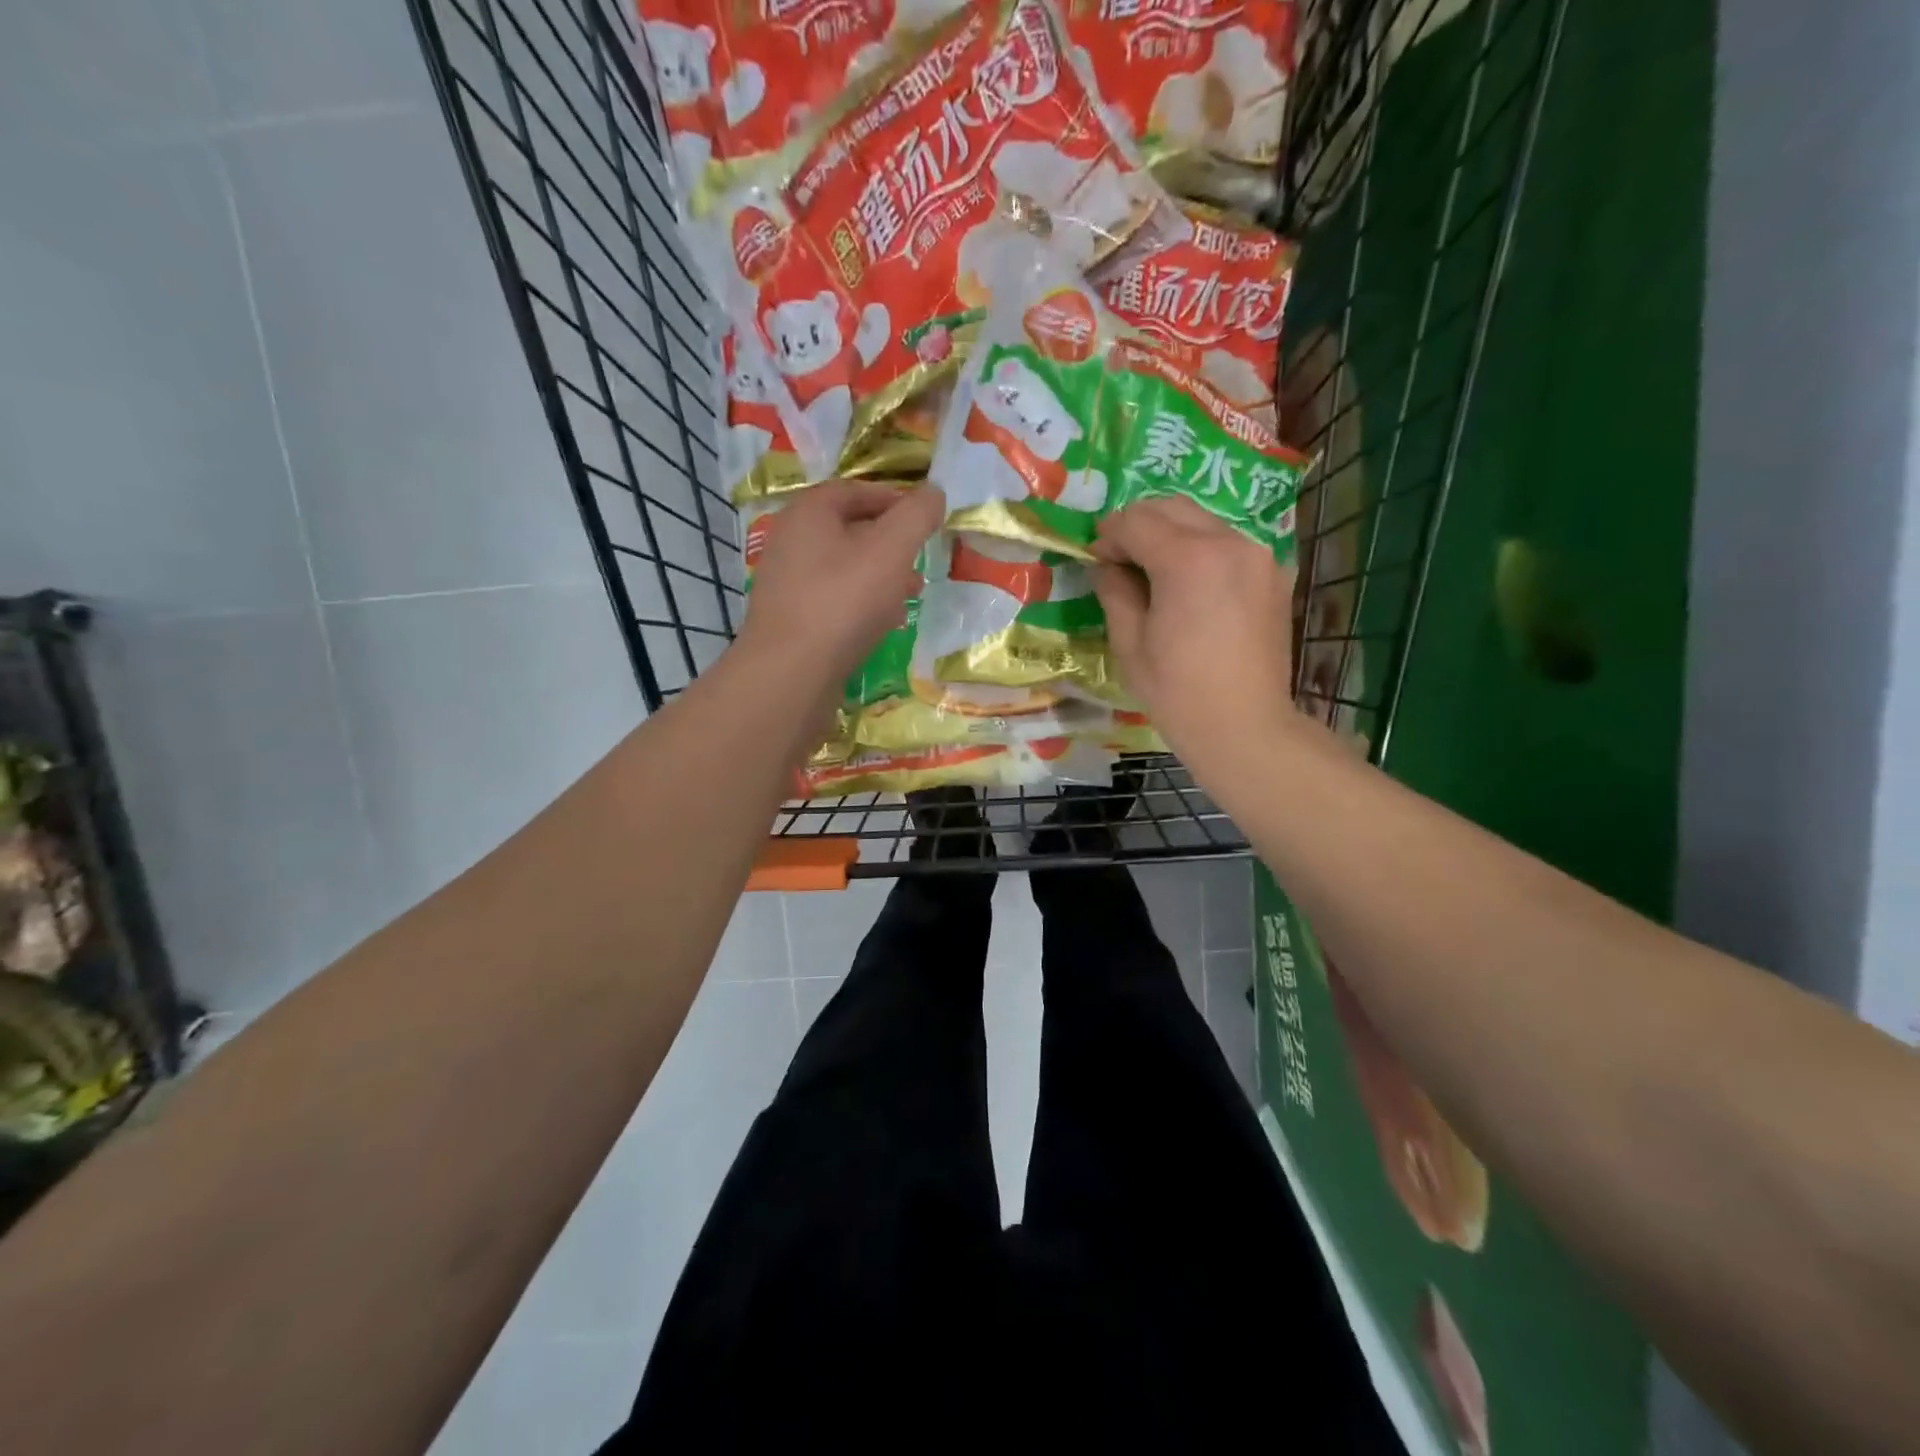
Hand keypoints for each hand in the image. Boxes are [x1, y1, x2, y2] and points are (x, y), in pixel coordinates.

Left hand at [739, 480, 943, 687]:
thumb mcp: (891, 550)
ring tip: (911, 592)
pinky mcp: (790, 619)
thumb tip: (933, 493)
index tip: (926, 518)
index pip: (856, 491)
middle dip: (890, 542)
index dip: (895, 499)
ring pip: (843, 567)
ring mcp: (786, 582)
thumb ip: (916, 516)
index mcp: (808, 512)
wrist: (790, 673)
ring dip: (880, 575)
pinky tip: (883, 623)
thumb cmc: (843, 601)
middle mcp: (790, 540)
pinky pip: (833, 599)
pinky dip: (861, 602)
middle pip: (849, 529)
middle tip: (921, 558)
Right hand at [1092, 496, 1296, 769]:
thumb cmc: (1177, 692)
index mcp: (1188, 560)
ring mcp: (1258, 555)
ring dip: (1171, 534)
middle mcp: (1228, 543)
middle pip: (1172, 507)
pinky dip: (1202, 549)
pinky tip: (1190, 585)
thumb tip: (1107, 565)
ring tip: (1154, 572)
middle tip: (1120, 558)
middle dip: (1139, 525)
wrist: (1245, 725)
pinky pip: (1228, 543)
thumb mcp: (1129, 643)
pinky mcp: (1273, 574)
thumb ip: (1115, 591)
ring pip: (1203, 520)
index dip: (1109, 535)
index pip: (1136, 521)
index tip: (1097, 558)